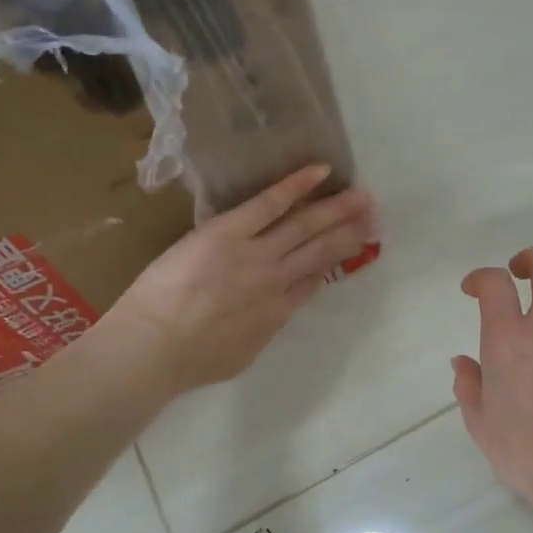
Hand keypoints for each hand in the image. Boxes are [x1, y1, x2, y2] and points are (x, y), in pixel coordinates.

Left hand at [98, 165, 375, 394]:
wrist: (156, 346)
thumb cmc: (190, 362)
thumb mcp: (240, 356)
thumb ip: (262, 332)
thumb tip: (269, 318)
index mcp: (277, 313)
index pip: (313, 280)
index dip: (336, 261)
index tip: (354, 247)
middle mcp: (276, 280)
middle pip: (321, 251)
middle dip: (350, 232)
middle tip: (375, 215)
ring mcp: (256, 253)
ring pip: (305, 227)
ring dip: (337, 210)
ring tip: (363, 196)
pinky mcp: (230, 231)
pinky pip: (270, 203)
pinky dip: (296, 186)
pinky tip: (320, 171)